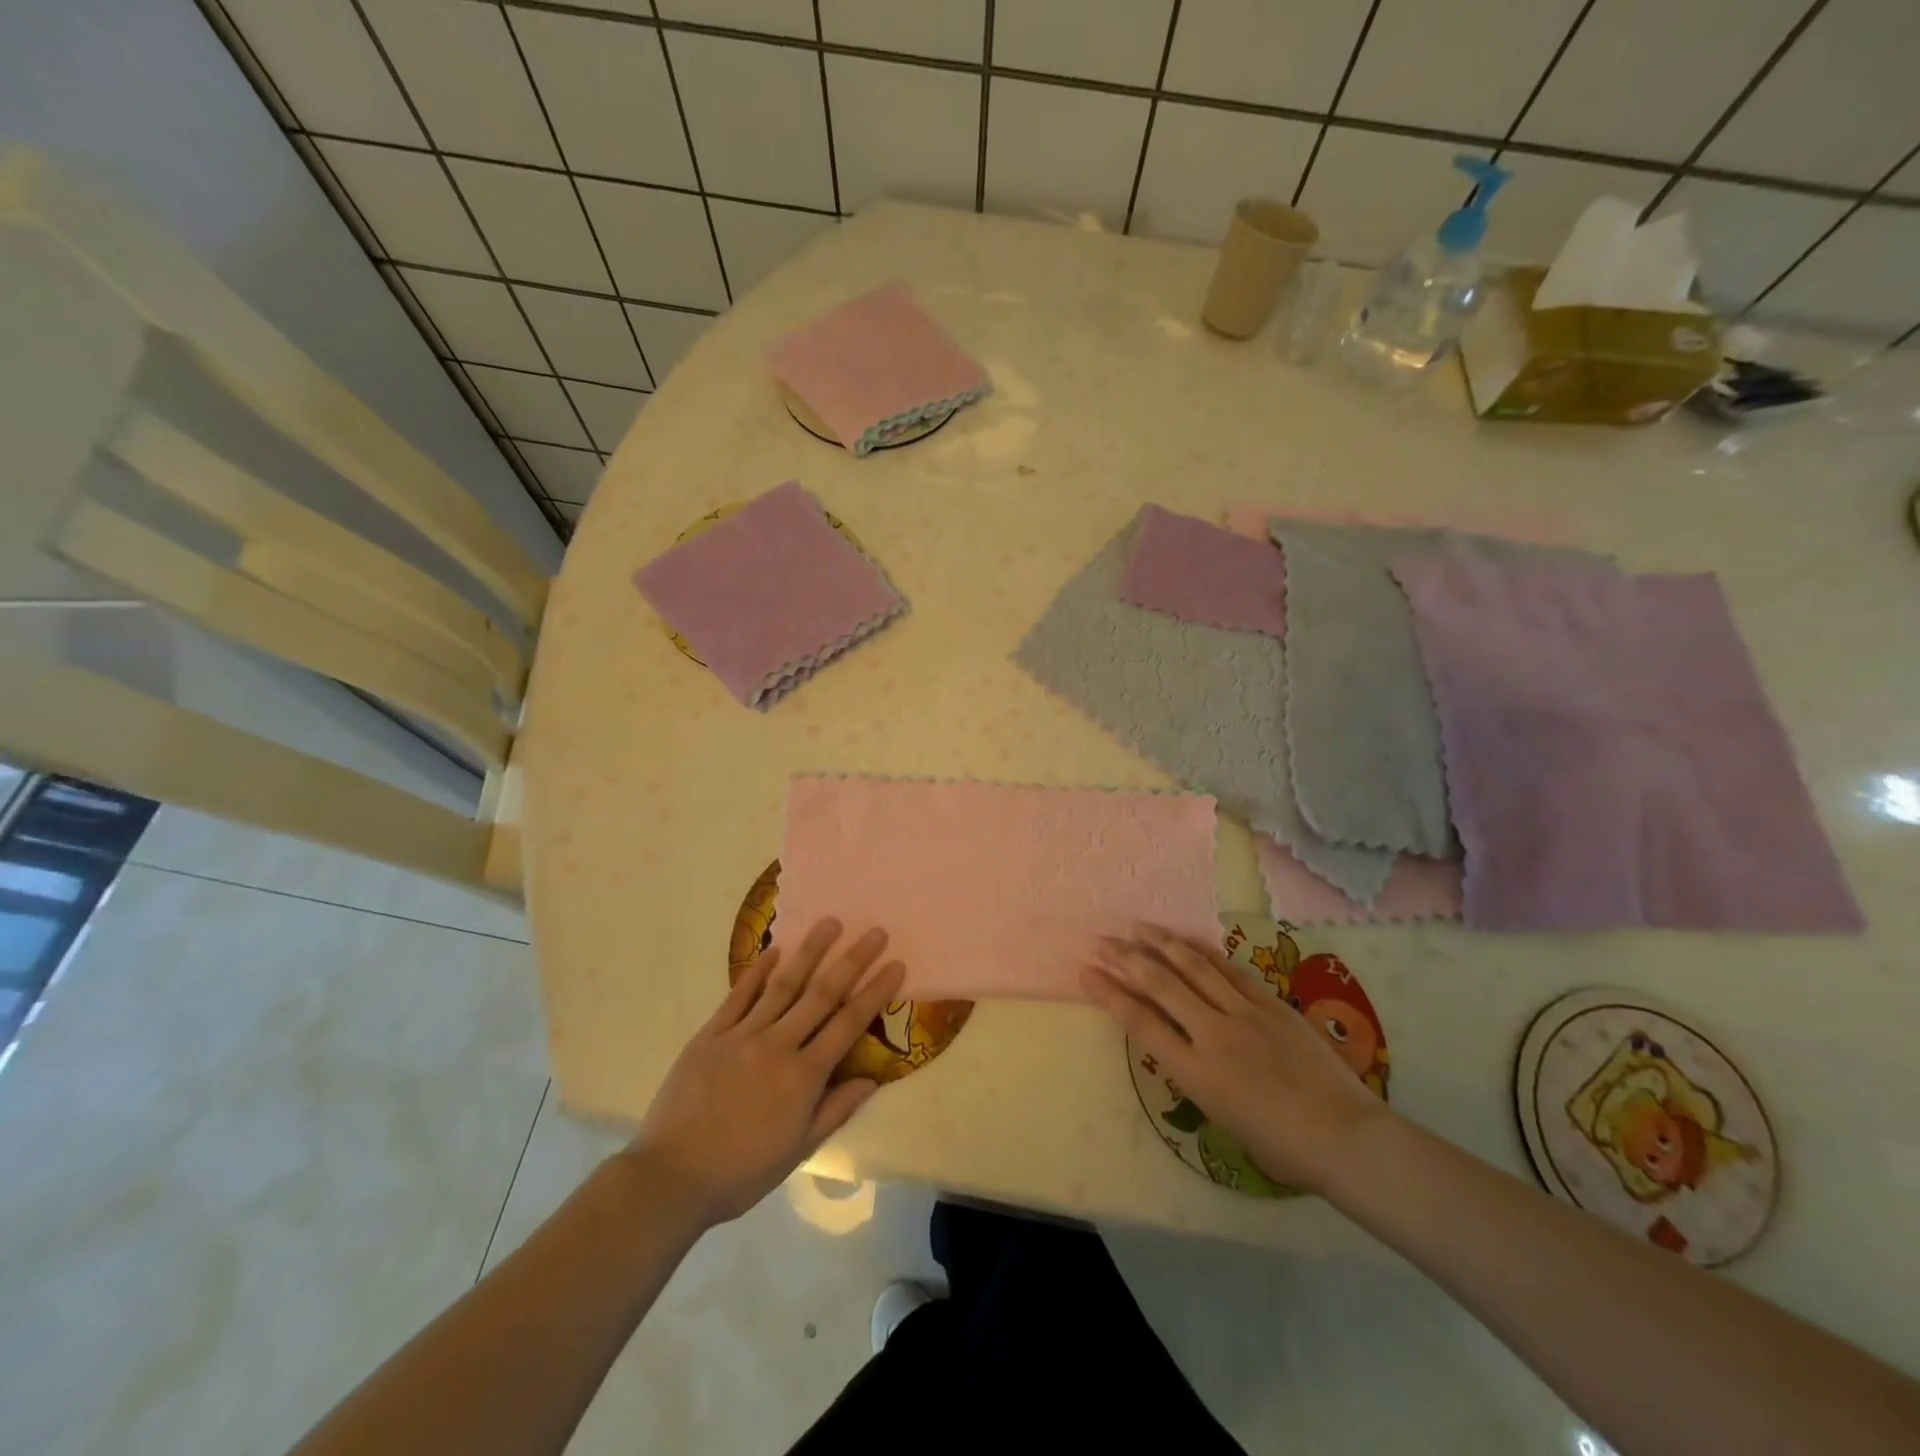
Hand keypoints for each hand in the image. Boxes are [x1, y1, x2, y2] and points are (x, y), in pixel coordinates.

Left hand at [625, 918, 904, 1226]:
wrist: (671, 1177)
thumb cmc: (741, 1171)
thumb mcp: (798, 1150)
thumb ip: (835, 1110)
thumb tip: (871, 1079)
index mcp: (804, 1076)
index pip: (849, 1024)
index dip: (875, 992)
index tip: (895, 965)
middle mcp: (778, 1045)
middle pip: (822, 994)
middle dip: (852, 960)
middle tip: (874, 931)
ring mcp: (742, 1035)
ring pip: (783, 985)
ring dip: (810, 952)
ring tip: (830, 923)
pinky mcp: (711, 1034)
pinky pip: (739, 996)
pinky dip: (758, 971)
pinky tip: (775, 950)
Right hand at [1083, 925, 1389, 1193]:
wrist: (1346, 1137)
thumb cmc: (1281, 1145)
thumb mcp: (1220, 1116)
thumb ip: (1194, 1072)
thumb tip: (1181, 1040)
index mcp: (1197, 1074)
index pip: (1141, 1023)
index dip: (1109, 994)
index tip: (1087, 972)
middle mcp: (1214, 1036)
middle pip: (1161, 985)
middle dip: (1126, 960)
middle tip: (1101, 942)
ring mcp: (1245, 1014)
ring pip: (1194, 967)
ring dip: (1161, 944)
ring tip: (1137, 928)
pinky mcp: (1271, 1004)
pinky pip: (1229, 970)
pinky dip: (1202, 952)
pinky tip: (1185, 941)